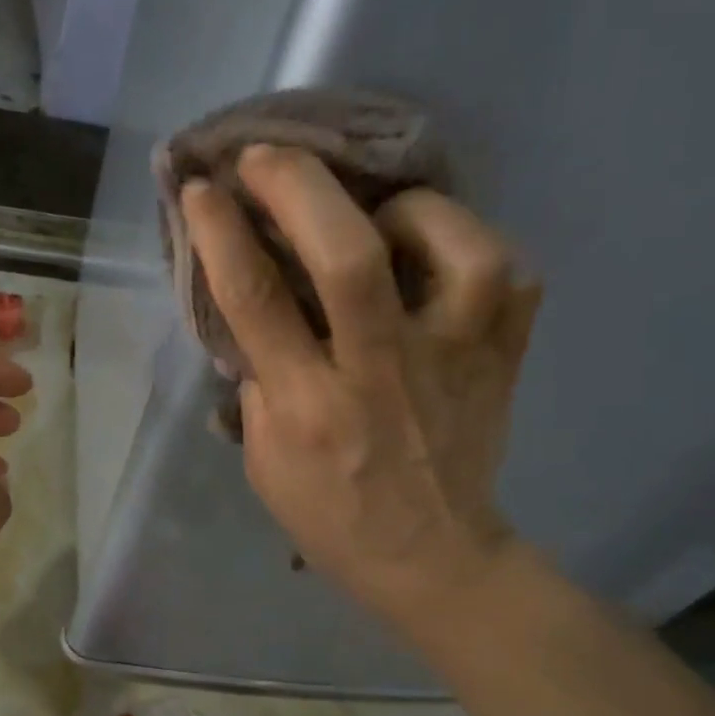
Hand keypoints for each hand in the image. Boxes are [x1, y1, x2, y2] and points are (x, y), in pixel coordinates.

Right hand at [181, 144, 540, 646]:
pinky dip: (474, 246)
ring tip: (379, 207)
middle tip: (267, 156)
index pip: (257, 301)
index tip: (204, 188)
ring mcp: (454, 362)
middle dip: (299, 188)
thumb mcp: (262, 459)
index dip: (223, 233)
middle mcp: (381, 373)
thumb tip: (259, 306)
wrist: (431, 559)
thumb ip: (258, 379)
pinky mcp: (504, 360)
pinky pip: (510, 279)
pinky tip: (440, 251)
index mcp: (309, 406)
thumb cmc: (330, 514)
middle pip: (349, 259)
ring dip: (410, 210)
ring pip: (456, 253)